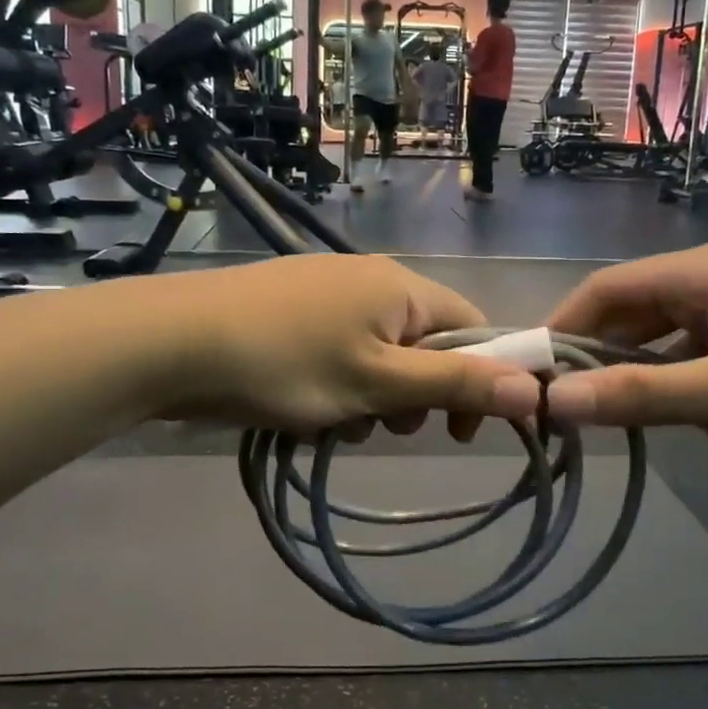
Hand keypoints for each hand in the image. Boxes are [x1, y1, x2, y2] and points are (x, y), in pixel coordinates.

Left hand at [154, 255, 541, 433]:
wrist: (173, 342)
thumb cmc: (286, 363)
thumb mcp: (378, 383)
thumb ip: (454, 383)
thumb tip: (534, 387)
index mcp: (401, 287)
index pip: (473, 326)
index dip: (479, 378)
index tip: (458, 429)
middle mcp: (370, 278)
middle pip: (424, 343)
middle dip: (414, 393)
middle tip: (385, 425)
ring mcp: (325, 291)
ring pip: (378, 354)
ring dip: (372, 396)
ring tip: (338, 421)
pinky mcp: (290, 308)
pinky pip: (339, 350)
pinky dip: (336, 383)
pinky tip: (306, 408)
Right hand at [542, 242, 707, 453]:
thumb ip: (642, 397)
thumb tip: (556, 404)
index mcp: (704, 271)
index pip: (606, 289)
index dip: (563, 328)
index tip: (536, 374)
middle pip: (641, 318)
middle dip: (618, 367)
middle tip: (590, 413)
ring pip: (681, 347)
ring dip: (674, 389)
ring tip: (686, 430)